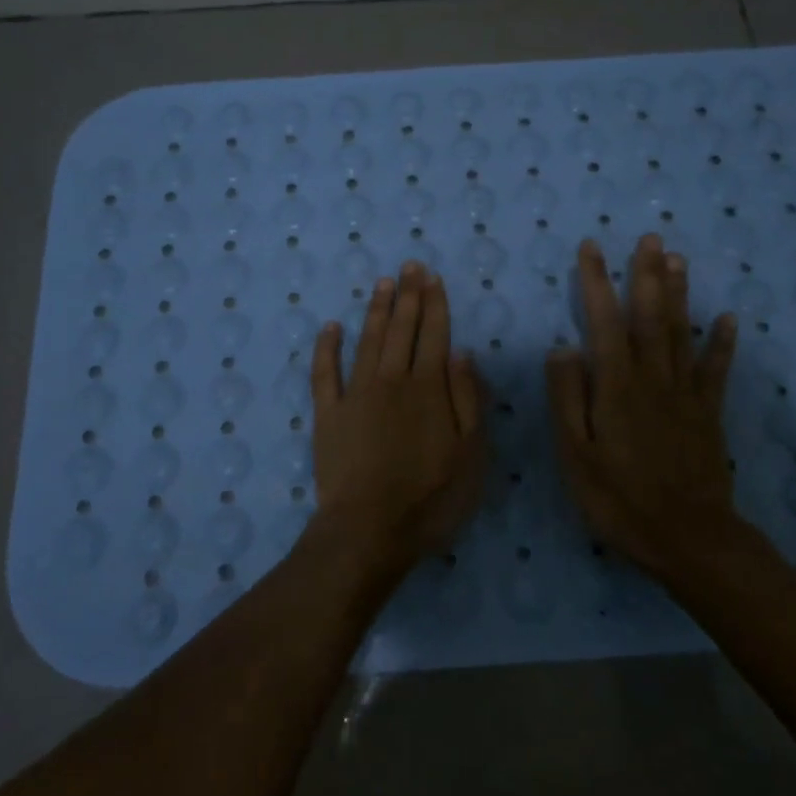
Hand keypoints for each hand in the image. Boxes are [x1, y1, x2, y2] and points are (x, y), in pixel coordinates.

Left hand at [305, 262, 488, 576]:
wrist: (368, 530)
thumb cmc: (430, 498)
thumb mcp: (471, 455)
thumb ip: (468, 400)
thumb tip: (463, 353)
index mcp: (428, 389)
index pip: (434, 335)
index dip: (435, 304)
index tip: (432, 277)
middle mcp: (390, 381)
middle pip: (401, 330)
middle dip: (407, 295)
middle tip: (408, 266)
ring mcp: (355, 395)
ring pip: (367, 341)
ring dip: (376, 310)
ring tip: (382, 284)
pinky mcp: (327, 414)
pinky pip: (324, 372)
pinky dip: (326, 347)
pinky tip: (330, 327)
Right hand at [545, 234, 743, 580]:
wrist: (689, 540)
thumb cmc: (620, 500)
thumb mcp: (576, 456)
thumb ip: (568, 399)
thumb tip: (562, 348)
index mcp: (616, 387)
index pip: (603, 322)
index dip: (597, 282)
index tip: (591, 248)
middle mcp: (653, 379)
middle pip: (650, 317)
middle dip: (646, 275)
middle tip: (648, 237)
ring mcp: (686, 395)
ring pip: (681, 333)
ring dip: (679, 293)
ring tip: (677, 258)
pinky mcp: (708, 414)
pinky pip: (716, 370)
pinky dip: (722, 342)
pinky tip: (727, 317)